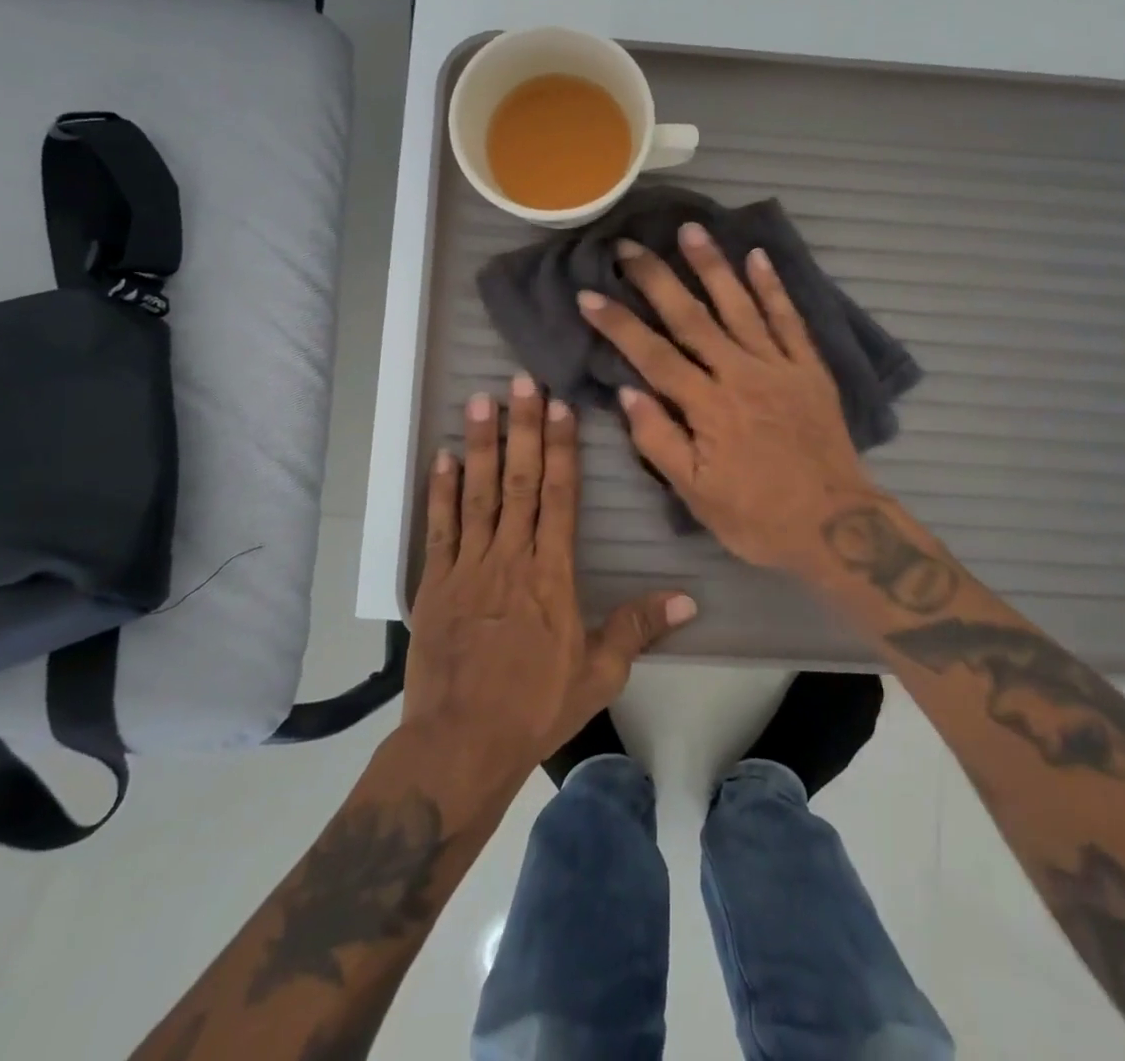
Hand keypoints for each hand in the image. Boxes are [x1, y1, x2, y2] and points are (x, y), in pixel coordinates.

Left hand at [402, 375, 698, 786]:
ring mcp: (469, 567)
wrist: (462, 743)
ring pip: (477, 494)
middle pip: (519, 481)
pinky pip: (440, 528)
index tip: (559, 408)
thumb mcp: (600, 672)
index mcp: (552, 574)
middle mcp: (511, 557)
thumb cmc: (536, 706)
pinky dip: (440, 490)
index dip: (561, 449)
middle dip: (523, 428)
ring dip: (481, 444)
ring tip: (481, 400)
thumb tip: (689, 599)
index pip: (560, 497)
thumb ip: (639, 627)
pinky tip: (443, 456)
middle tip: (521, 382)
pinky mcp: (435, 584)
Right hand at [578, 224, 876, 572]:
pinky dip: (773, 287)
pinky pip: (789, 320)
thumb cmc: (757, 517)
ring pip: (740, 306)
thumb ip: (659, 441)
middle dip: (656, 279)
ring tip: (690, 230)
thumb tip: (627, 391)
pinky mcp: (809, 369)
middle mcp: (740, 375)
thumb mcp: (696, 495)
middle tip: (627, 246)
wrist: (835, 524)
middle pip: (691, 318)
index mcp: (708, 407)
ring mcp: (779, 366)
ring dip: (713, 266)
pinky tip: (758, 257)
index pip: (653, 355)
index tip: (588, 294)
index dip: (618, 323)